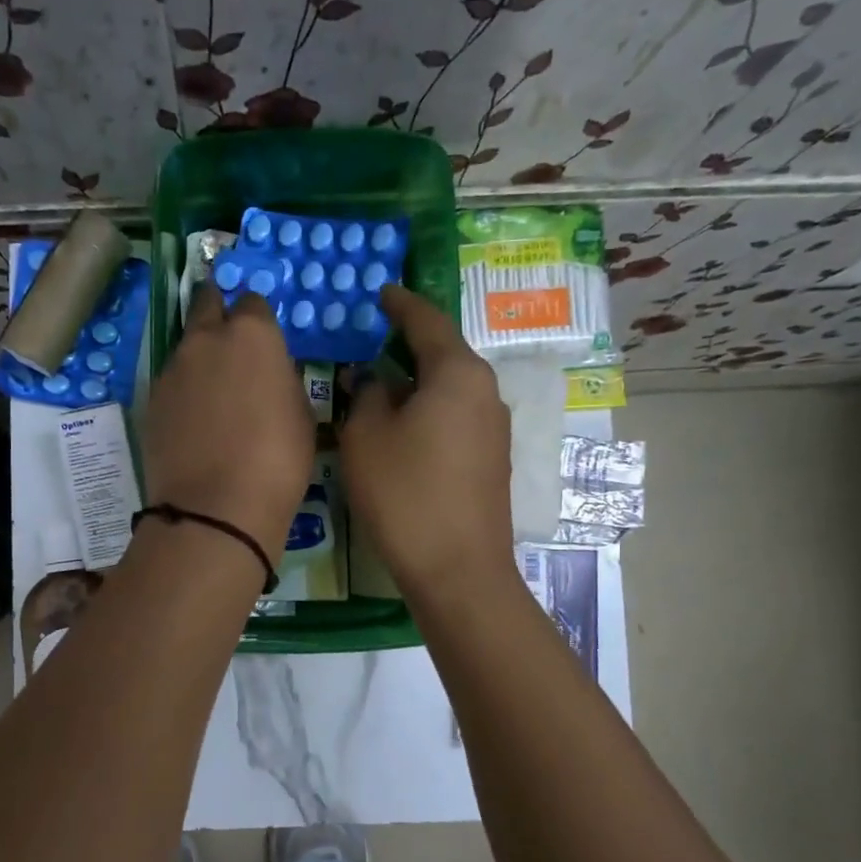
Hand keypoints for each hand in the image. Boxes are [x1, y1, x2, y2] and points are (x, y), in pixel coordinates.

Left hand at [141, 281, 314, 563]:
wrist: (216, 508)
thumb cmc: (277, 461)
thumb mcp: (302, 415)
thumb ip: (282, 379)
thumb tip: (269, 374)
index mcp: (252, 334)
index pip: (253, 303)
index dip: (259, 320)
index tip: (264, 342)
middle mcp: (206, 340)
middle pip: (207, 306)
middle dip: (217, 313)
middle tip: (230, 342)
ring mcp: (172, 369)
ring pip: (187, 347)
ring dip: (200, 358)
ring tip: (214, 394)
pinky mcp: (151, 400)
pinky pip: (172, 383)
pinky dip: (184, 391)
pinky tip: (194, 421)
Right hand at [340, 285, 512, 599]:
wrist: (457, 569)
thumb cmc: (405, 494)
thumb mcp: (366, 437)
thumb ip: (365, 395)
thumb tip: (370, 377)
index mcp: (457, 373)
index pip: (426, 321)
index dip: (400, 304)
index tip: (382, 292)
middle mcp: (485, 392)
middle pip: (443, 355)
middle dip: (406, 346)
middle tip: (370, 342)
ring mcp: (495, 429)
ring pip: (449, 389)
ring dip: (415, 384)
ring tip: (379, 389)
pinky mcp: (492, 461)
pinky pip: (456, 419)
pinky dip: (428, 412)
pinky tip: (403, 430)